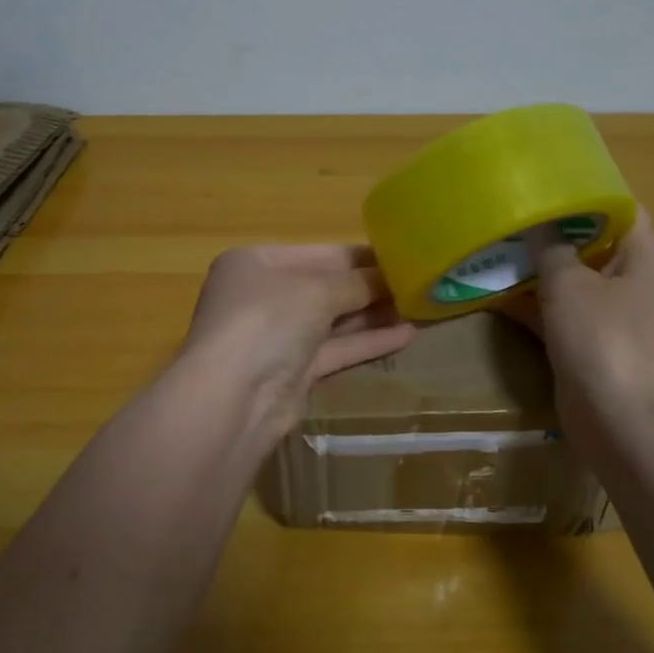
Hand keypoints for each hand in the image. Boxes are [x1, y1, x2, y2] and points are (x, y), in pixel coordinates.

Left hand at [181, 244, 415, 443]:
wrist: (234, 399)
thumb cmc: (267, 320)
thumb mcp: (317, 289)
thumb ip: (357, 282)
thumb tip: (390, 278)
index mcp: (256, 263)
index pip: (318, 253)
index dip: (360, 256)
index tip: (402, 256)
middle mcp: (263, 297)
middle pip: (325, 286)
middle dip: (369, 286)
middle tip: (417, 283)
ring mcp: (276, 337)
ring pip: (332, 321)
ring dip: (373, 314)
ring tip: (419, 307)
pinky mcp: (292, 373)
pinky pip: (335, 350)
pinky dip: (367, 342)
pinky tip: (406, 335)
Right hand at [502, 210, 653, 462]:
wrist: (618, 419)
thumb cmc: (602, 337)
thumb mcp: (569, 282)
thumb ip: (550, 247)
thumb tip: (537, 221)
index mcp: (645, 256)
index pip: (621, 209)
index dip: (587, 192)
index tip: (546, 181)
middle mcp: (634, 281)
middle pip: (593, 244)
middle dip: (553, 231)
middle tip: (512, 213)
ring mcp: (613, 316)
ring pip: (572, 281)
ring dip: (539, 269)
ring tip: (497, 246)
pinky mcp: (591, 345)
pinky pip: (561, 313)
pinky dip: (534, 304)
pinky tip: (494, 293)